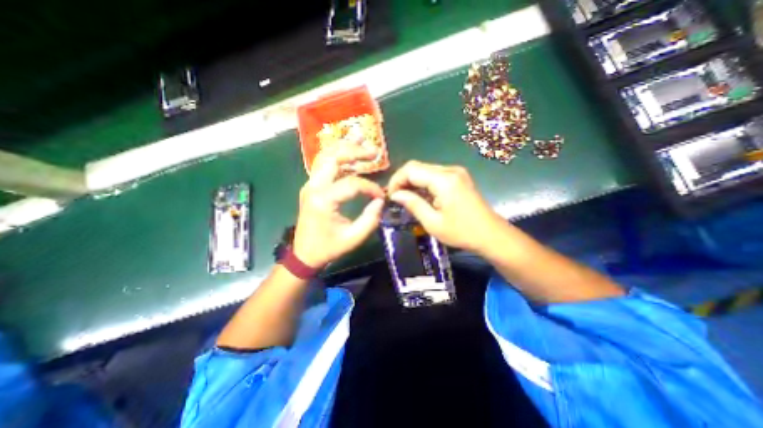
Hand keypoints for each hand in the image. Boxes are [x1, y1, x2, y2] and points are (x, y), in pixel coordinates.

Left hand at [293, 146, 387, 268]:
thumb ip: (370, 219)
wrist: (304, 254)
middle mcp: (314, 187)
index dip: (370, 187)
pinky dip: (336, 155)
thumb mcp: (353, 238)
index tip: (381, 196)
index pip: (351, 184)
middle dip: (355, 151)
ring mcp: (310, 184)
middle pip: (333, 158)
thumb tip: (380, 200)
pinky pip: (322, 164)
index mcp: (323, 200)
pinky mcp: (311, 186)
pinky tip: (349, 153)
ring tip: (361, 141)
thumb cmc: (328, 248)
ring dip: (343, 148)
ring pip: (324, 156)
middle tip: (373, 151)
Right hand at [387, 159, 504, 253]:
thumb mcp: (432, 222)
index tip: (390, 196)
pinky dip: (423, 183)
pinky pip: (434, 174)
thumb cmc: (462, 232)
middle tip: (396, 198)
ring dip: (412, 182)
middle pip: (417, 166)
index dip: (396, 180)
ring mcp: (456, 172)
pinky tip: (420, 196)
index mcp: (444, 180)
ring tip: (406, 198)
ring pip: (425, 169)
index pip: (411, 169)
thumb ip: (413, 204)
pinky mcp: (458, 177)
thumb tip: (395, 194)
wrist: (491, 234)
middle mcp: (450, 170)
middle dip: (403, 180)